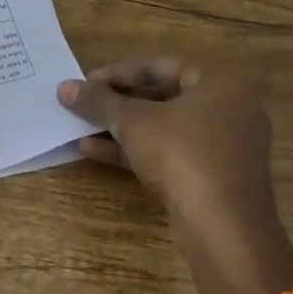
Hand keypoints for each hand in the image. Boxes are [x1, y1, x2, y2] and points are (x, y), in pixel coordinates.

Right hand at [58, 59, 292, 293]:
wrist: (223, 228)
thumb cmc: (183, 156)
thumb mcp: (133, 122)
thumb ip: (98, 101)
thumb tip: (64, 87)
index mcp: (220, 83)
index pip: (161, 65)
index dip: (119, 72)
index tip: (86, 82)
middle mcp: (228, 109)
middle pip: (162, 96)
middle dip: (117, 102)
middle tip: (84, 105)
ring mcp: (222, 146)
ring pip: (163, 127)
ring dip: (121, 128)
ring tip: (80, 129)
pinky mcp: (211, 176)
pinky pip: (168, 153)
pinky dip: (134, 150)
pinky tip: (93, 152)